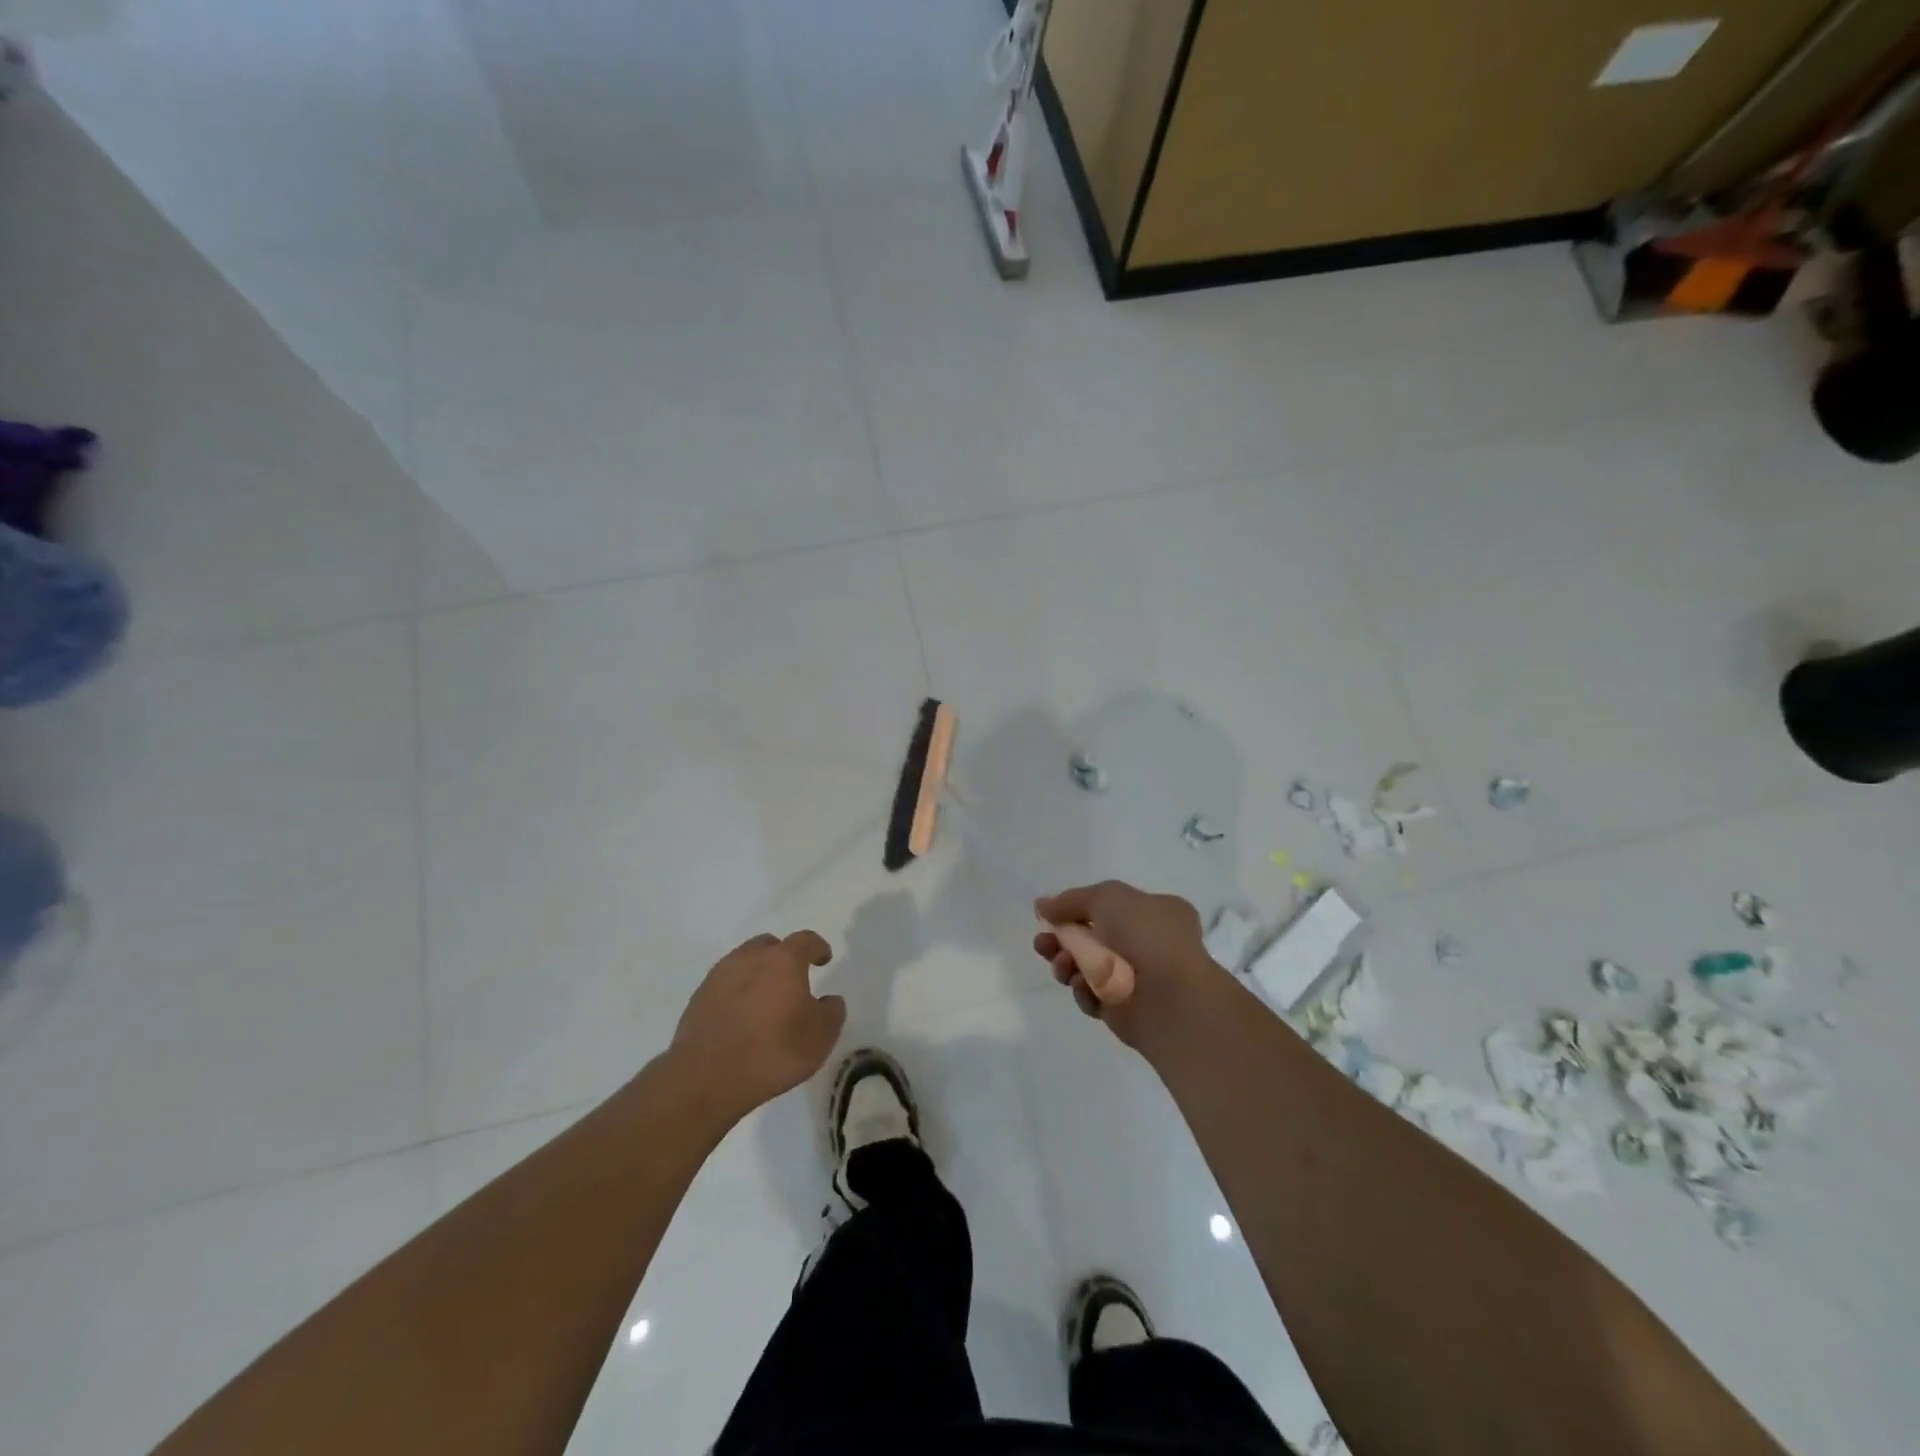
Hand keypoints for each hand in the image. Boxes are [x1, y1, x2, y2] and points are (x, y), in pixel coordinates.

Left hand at [667, 931, 844, 1125]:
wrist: (707, 1078)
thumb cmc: (773, 1051)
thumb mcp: (820, 1037)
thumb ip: (831, 1012)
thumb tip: (829, 1001)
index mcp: (784, 960)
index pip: (805, 940)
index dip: (817, 947)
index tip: (823, 959)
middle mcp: (750, 958)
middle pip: (770, 945)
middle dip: (783, 956)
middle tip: (792, 979)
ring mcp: (720, 976)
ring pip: (743, 962)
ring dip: (757, 974)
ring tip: (764, 1000)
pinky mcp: (698, 998)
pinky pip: (724, 985)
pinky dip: (736, 993)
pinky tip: (741, 1018)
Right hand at [1032, 881, 1223, 1050]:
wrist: (1171, 998)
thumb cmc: (1146, 936)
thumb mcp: (1107, 898)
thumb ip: (1070, 900)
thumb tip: (1041, 905)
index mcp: (1156, 912)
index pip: (1110, 905)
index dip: (1078, 909)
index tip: (1051, 914)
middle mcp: (1148, 943)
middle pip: (1092, 936)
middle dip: (1063, 938)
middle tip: (1043, 942)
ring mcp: (1137, 978)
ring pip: (1087, 967)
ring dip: (1067, 963)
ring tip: (1062, 965)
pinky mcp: (1124, 1009)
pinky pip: (1093, 995)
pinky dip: (1084, 990)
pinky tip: (1084, 986)